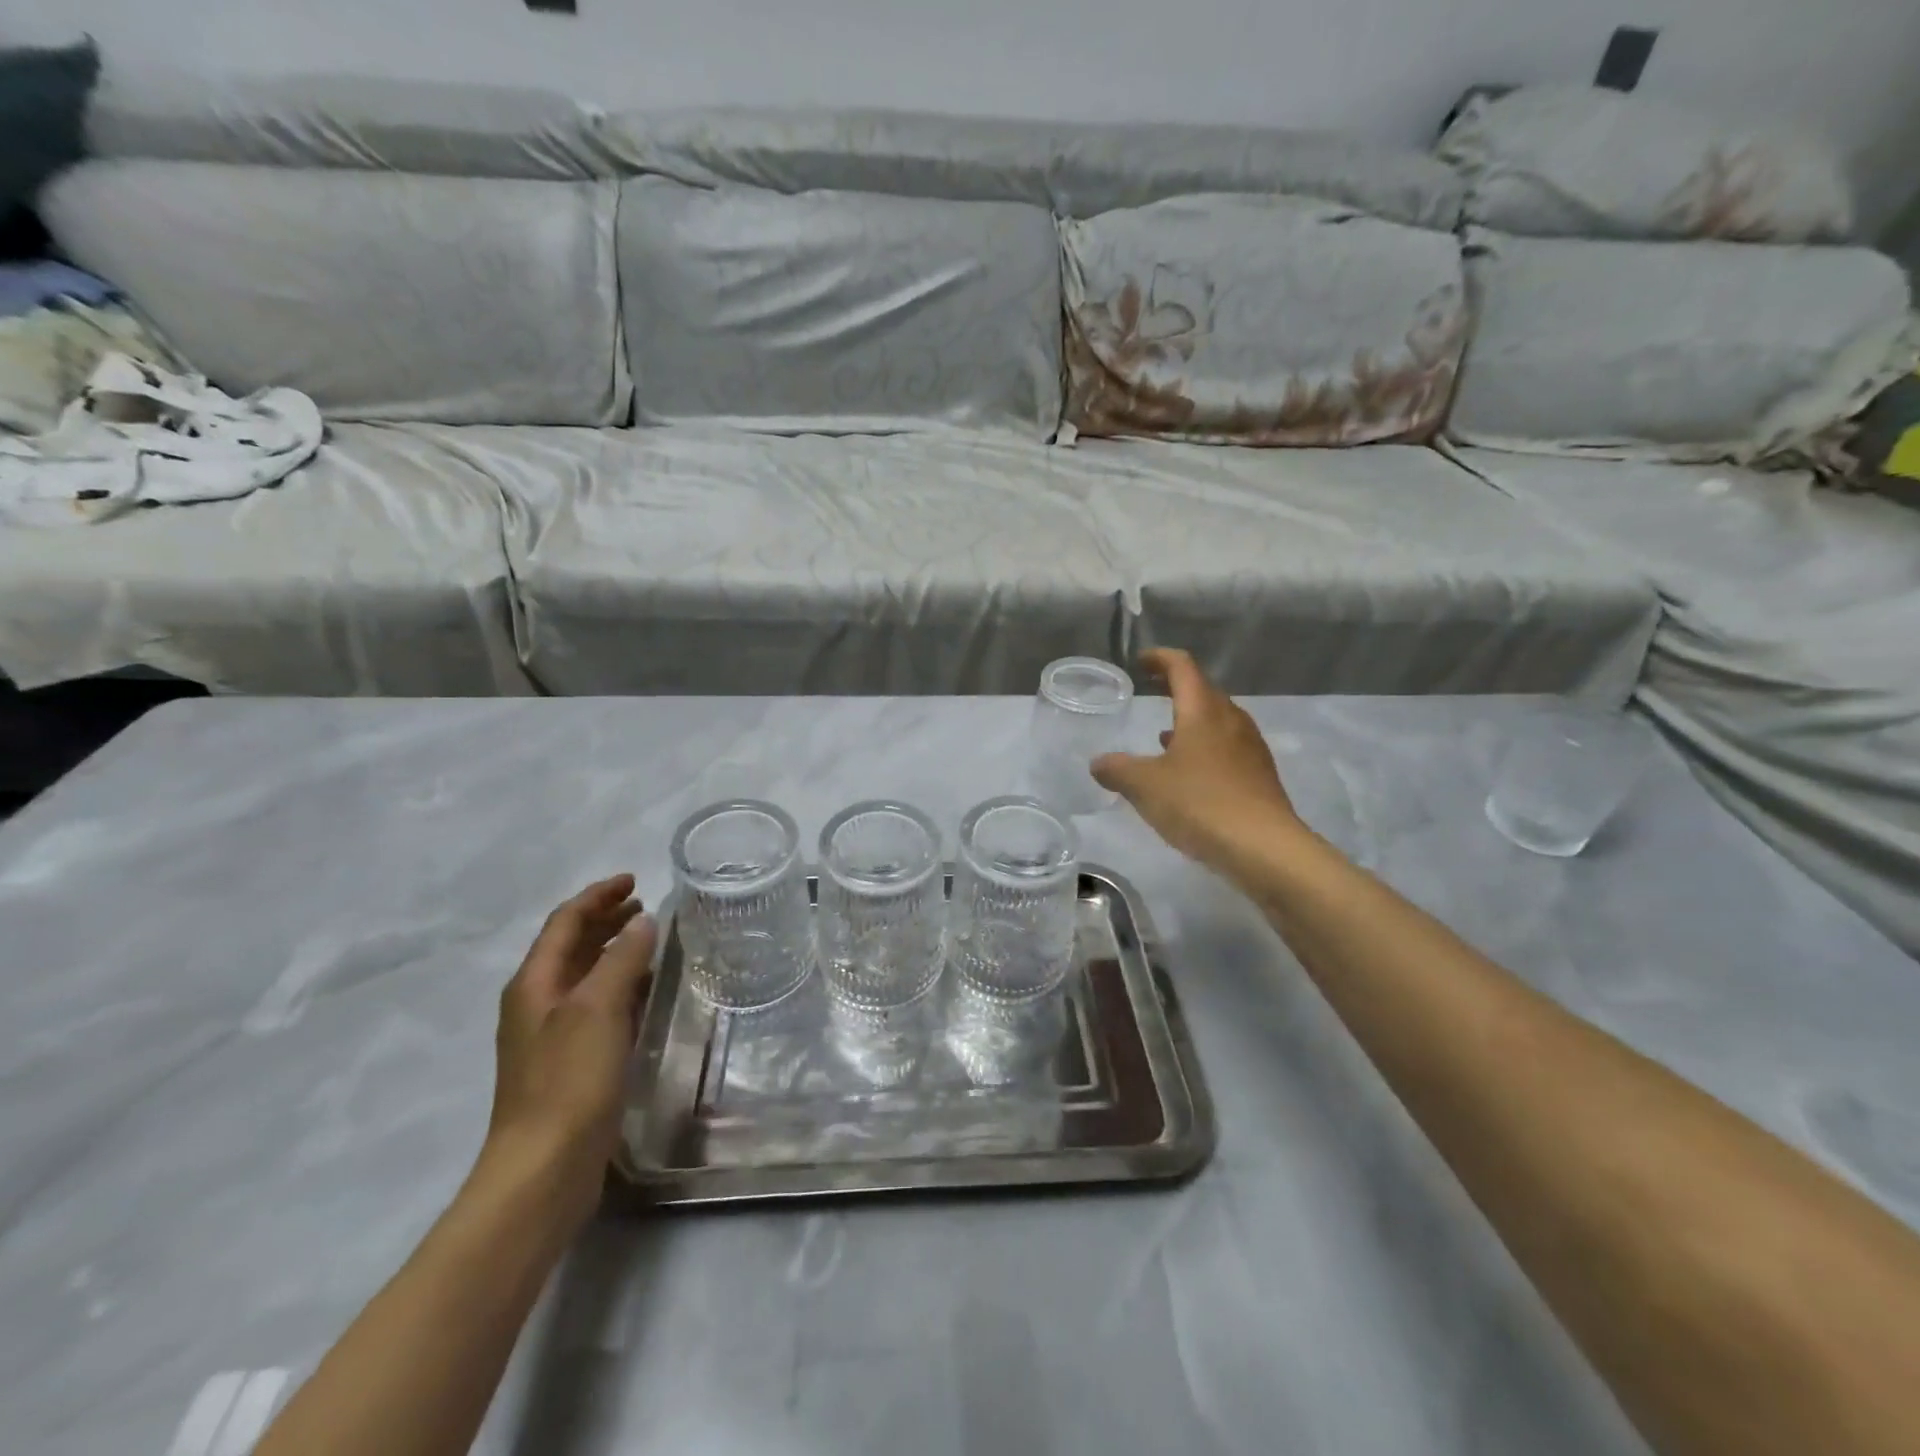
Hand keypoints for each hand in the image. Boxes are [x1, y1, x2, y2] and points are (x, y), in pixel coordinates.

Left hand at [484, 875, 657, 1226]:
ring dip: (614, 952)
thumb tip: (642, 922)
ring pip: (585, 976)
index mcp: (534, 984)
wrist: (543, 1169)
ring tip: (651, 941)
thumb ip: (621, 959)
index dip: (597, 896)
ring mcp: (552, 1035)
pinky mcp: (571, 1063)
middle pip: (571, 946)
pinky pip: (597, 1006)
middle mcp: (537, 1003)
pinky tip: (645, 992)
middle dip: (605, 920)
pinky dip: (619, 987)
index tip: (634, 880)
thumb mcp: (597, 1009)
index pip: (564, 922)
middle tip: (645, 906)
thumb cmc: (568, 1080)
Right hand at [1093, 648, 1303, 869]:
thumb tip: (1099, 763)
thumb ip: (1117, 769)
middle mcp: (1231, 720)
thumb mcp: (1144, 786)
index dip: (1160, 659)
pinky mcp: (1259, 776)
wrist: (1264, 848)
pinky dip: (1204, 748)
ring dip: (1191, 720)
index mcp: (1203, 711)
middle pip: (1204, 691)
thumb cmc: (1200, 804)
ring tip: (1164, 735)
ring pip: (1217, 721)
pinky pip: (1227, 748)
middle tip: (1151, 691)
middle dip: (1176, 687)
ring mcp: (1250, 748)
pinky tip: (1189, 773)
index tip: (1141, 661)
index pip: (1183, 668)